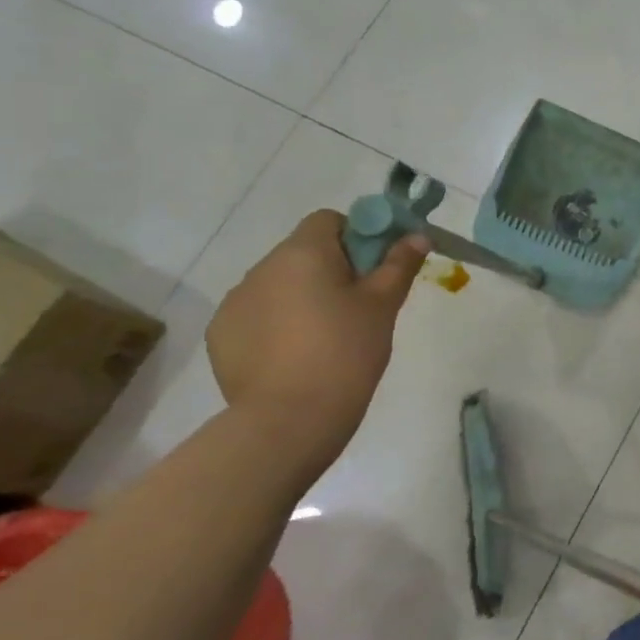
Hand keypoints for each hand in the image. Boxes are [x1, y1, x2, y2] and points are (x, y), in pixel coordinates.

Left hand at [206, 210, 427, 452]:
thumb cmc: (346, 351)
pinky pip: (256, 316)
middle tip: (358, 309)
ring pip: (279, 286)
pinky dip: (277, 326)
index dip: (356, 237)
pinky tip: (296, 358)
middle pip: (302, 253)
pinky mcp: (221, 335)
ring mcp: (235, 302)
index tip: (374, 270)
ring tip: (326, 340)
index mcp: (302, 252)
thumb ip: (400, 264)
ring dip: (302, 298)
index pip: (328, 220)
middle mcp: (261, 268)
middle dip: (330, 271)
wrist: (291, 418)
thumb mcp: (383, 306)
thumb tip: (418, 235)